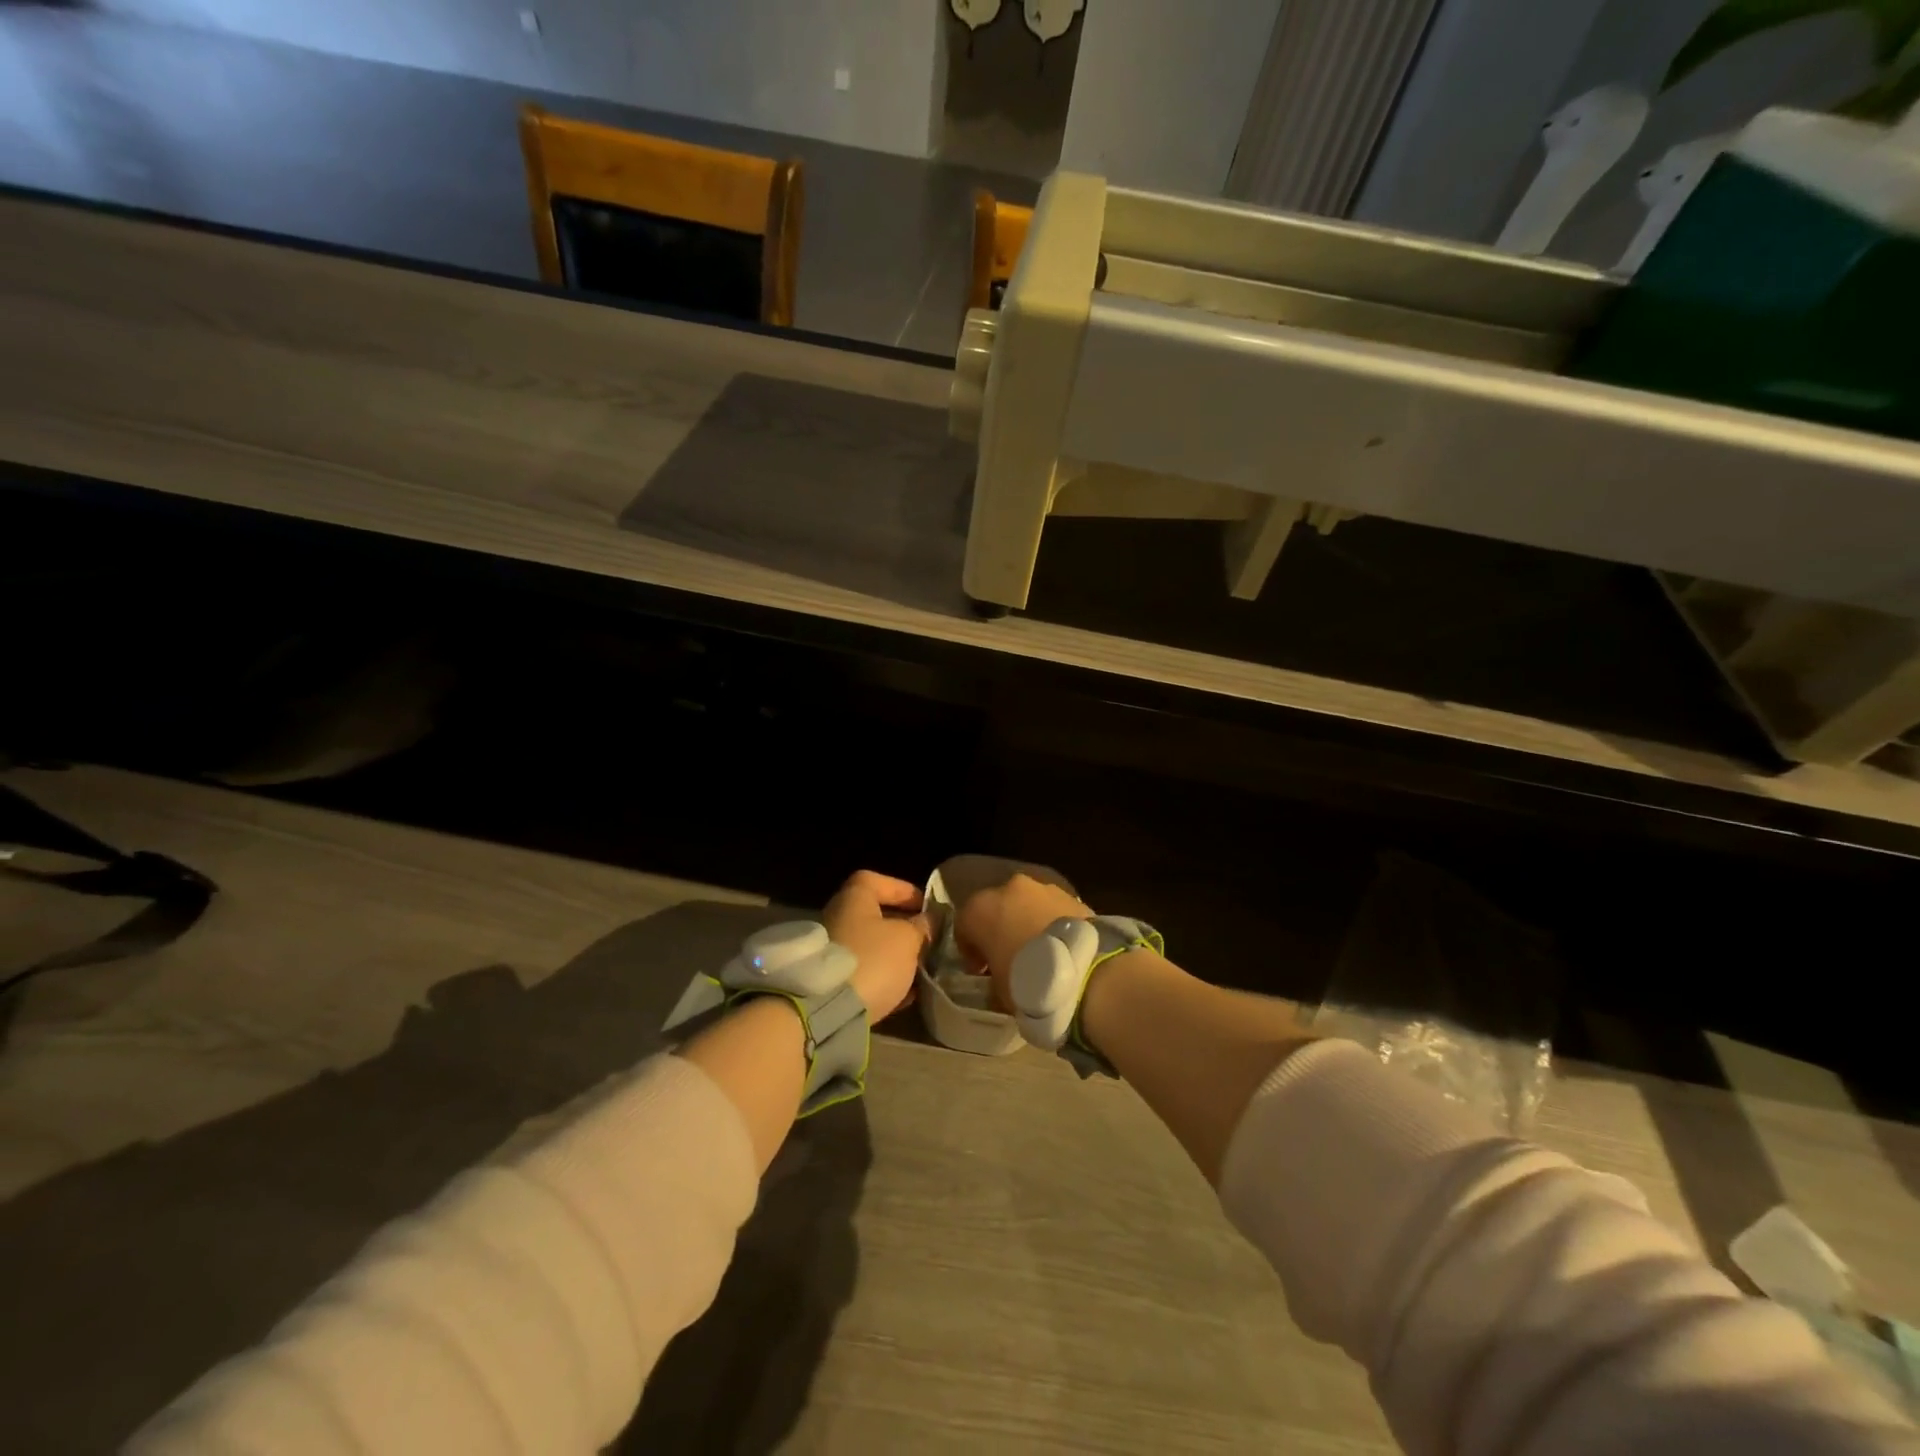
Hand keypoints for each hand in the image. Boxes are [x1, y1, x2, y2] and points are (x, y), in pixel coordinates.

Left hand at [823, 870, 930, 1020]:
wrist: (829, 1010)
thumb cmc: (873, 959)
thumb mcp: (908, 939)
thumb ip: (922, 926)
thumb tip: (929, 921)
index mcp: (853, 898)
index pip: (877, 881)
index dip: (903, 890)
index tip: (925, 906)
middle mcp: (838, 918)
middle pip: (875, 916)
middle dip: (903, 927)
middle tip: (927, 940)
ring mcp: (832, 951)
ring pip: (871, 946)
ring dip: (895, 955)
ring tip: (921, 969)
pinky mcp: (832, 981)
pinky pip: (863, 972)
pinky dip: (883, 977)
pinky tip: (904, 993)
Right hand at [954, 872, 1092, 1013]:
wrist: (1086, 971)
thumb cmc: (1029, 982)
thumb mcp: (999, 992)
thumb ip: (992, 979)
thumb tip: (996, 981)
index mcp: (980, 909)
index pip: (964, 924)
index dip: (970, 949)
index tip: (980, 970)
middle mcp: (1008, 888)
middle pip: (996, 907)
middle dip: (999, 929)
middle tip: (1009, 957)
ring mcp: (1042, 888)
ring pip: (1026, 904)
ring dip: (1026, 922)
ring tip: (1040, 951)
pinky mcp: (1071, 894)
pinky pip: (1051, 908)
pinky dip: (1051, 922)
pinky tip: (1060, 946)